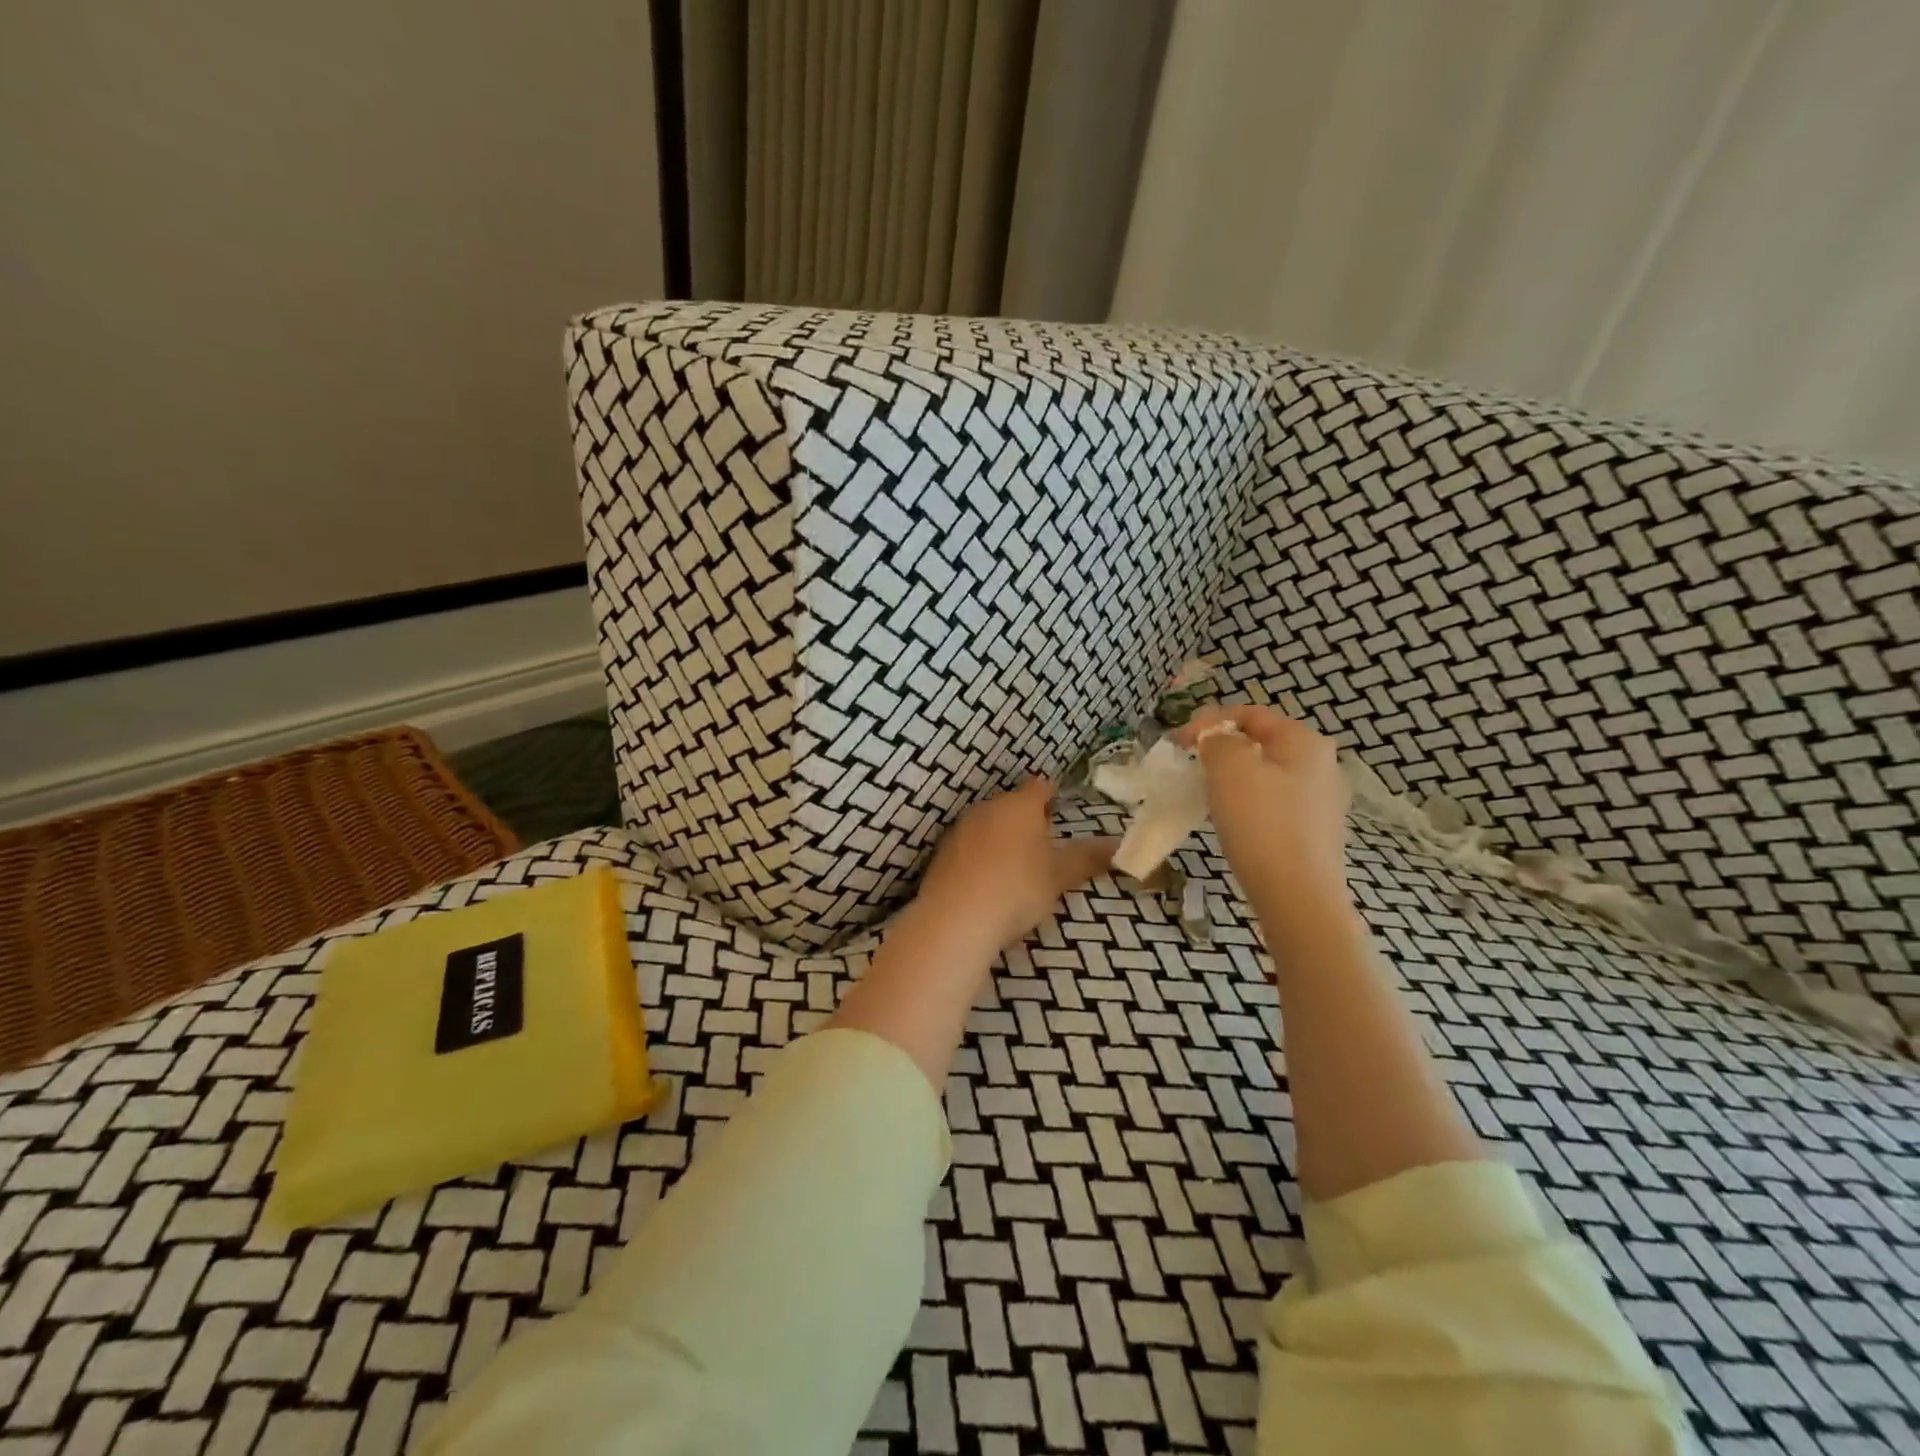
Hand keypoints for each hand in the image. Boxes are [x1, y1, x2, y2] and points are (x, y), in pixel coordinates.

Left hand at [911, 778, 1116, 956]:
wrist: (956, 918)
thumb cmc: (1017, 888)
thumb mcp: (1059, 876)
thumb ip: (1088, 858)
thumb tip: (1118, 845)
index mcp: (1019, 805)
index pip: (1039, 787)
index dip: (1050, 793)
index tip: (1059, 803)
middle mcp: (987, 808)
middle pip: (1011, 804)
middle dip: (1026, 817)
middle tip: (1044, 838)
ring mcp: (960, 830)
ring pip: (987, 824)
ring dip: (1001, 837)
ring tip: (1017, 862)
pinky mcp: (942, 855)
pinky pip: (969, 847)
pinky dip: (980, 857)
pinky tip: (988, 880)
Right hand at [1175, 705, 1352, 926]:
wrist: (1297, 896)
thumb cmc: (1261, 823)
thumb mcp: (1229, 767)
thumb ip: (1216, 740)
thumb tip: (1215, 740)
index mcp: (1304, 740)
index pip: (1250, 714)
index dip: (1208, 721)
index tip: (1177, 743)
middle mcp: (1322, 764)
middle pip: (1260, 742)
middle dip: (1221, 749)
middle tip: (1190, 766)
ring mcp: (1322, 800)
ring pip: (1266, 773)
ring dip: (1232, 776)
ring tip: (1206, 793)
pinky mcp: (1315, 831)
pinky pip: (1273, 802)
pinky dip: (1248, 802)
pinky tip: (1232, 821)